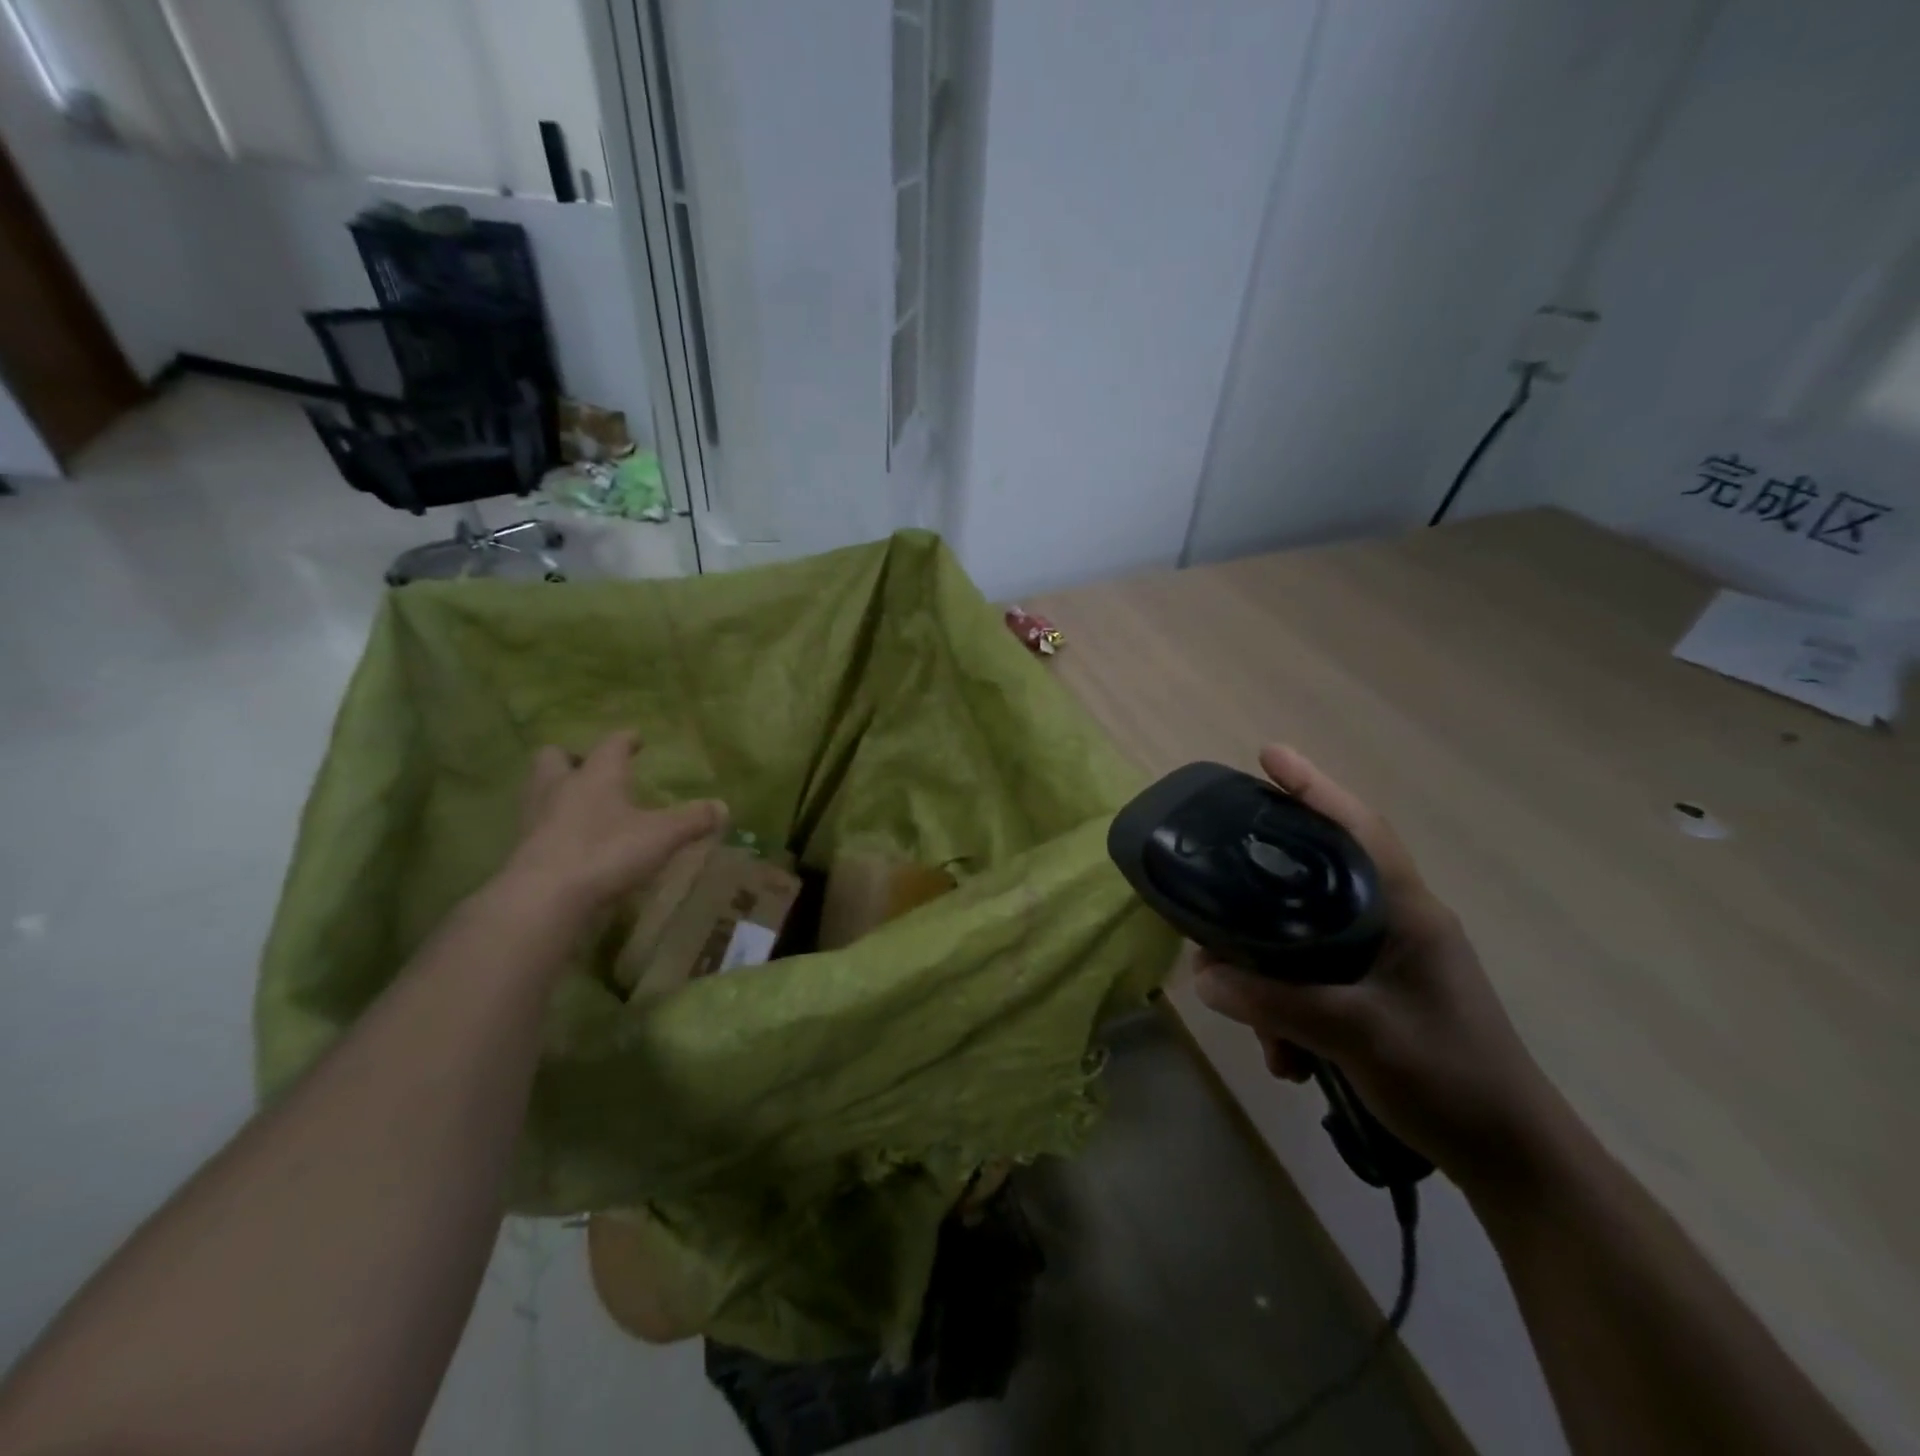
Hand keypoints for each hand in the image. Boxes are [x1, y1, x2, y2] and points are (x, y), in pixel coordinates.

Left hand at [497, 732, 727, 920]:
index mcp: (597, 774)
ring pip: (538, 789)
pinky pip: (535, 825)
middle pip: (555, 757)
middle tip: (592, 770)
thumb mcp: (662, 836)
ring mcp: (535, 817)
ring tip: (579, 804)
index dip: (626, 739)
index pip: (612, 744)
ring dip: (556, 790)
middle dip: (573, 758)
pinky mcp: (521, 848)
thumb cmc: (607, 852)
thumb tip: (723, 807)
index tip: (635, 738)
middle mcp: (560, 786)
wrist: (544, 898)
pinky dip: (551, 826)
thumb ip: (693, 820)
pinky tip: (569, 841)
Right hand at [1193, 745, 1565, 1189]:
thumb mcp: (1353, 1035)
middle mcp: (1397, 923)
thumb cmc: (1447, 1078)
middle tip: (1216, 913)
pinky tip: (1286, 1057)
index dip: (1313, 786)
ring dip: (1273, 985)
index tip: (1267, 755)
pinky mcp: (1381, 995)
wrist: (1512, 1160)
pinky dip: (1292, 1013)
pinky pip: (1317, 982)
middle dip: (1261, 906)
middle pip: (1315, 884)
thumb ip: (1273, 1002)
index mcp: (1406, 911)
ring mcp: (1391, 961)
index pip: (1357, 828)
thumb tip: (1202, 975)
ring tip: (1262, 1035)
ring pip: (1308, 942)